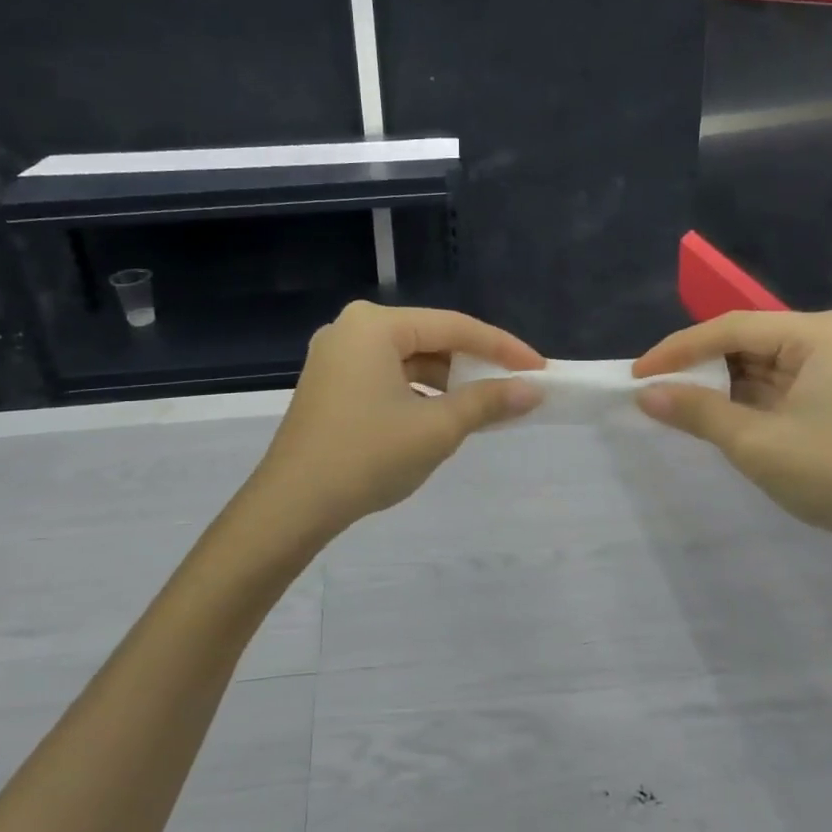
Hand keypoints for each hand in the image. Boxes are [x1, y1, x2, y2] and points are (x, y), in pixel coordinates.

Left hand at [251, 302, 543, 536]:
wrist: (292, 506)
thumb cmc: (367, 457)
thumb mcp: (436, 428)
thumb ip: (487, 401)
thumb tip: (531, 390)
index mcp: (374, 325)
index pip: (454, 327)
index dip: (502, 347)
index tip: (540, 368)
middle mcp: (351, 329)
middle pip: (430, 339)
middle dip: (473, 366)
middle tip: (515, 387)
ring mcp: (336, 357)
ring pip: (409, 361)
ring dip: (447, 383)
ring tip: (484, 408)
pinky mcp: (330, 384)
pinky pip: (387, 377)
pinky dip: (419, 394)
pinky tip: (442, 417)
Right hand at [632, 309, 831, 549]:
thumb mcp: (755, 442)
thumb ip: (696, 411)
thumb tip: (643, 393)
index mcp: (824, 332)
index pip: (734, 328)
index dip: (680, 349)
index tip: (638, 373)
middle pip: (749, 342)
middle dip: (701, 367)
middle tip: (654, 387)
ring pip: (762, 364)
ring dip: (721, 385)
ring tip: (675, 401)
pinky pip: (780, 383)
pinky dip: (746, 399)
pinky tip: (715, 412)